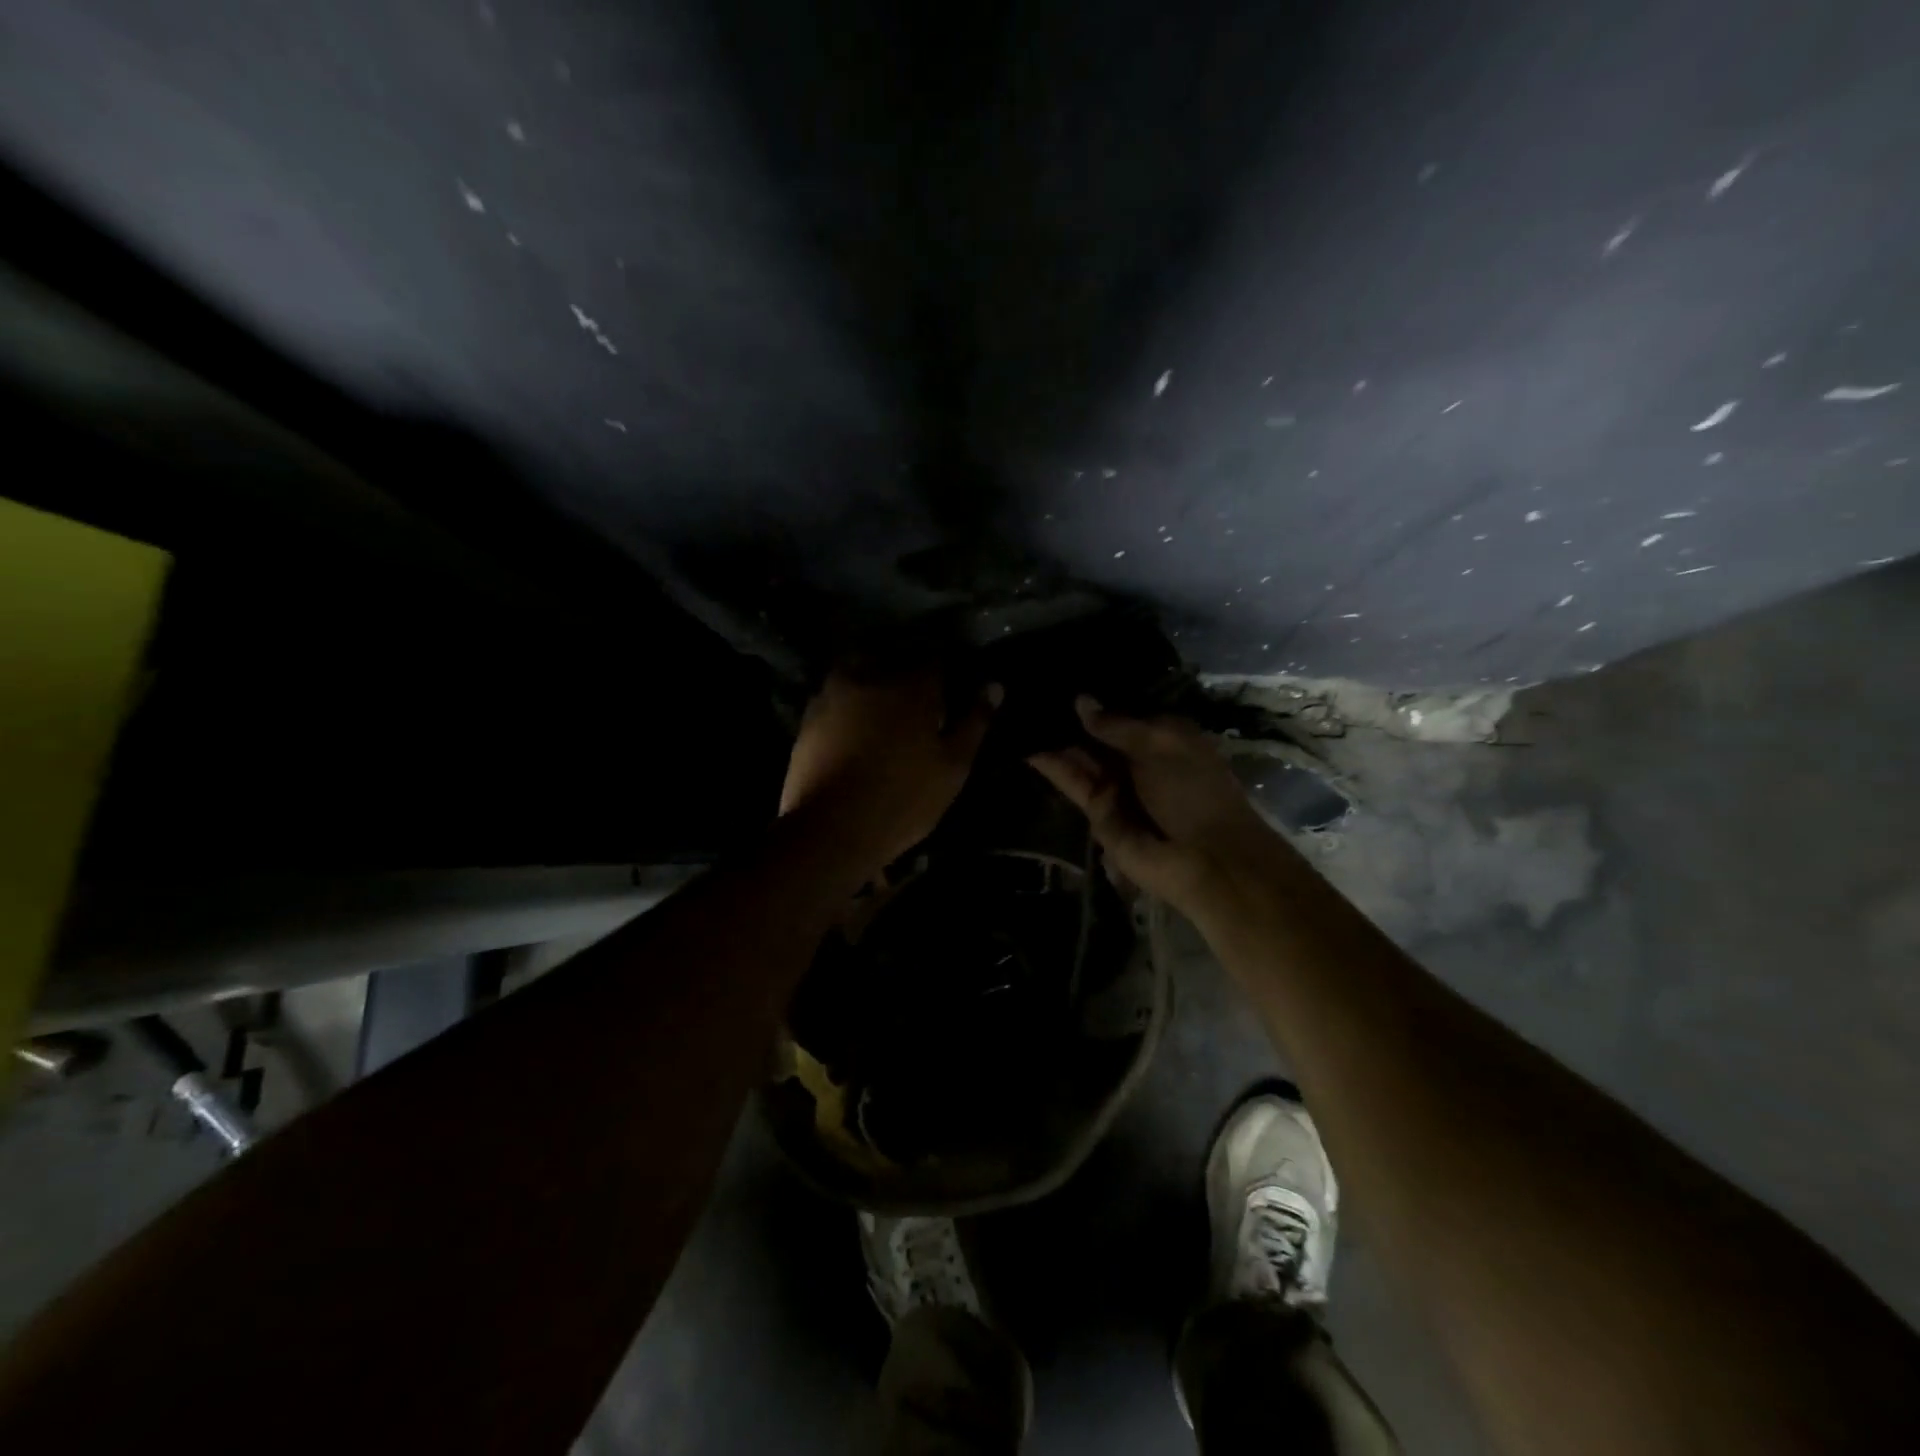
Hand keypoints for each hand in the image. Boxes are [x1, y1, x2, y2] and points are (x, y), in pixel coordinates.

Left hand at [780, 668, 1000, 869]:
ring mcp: (833, 693)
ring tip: (884, 714)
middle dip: (907, 674)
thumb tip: (994, 684)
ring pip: (861, 674)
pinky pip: (836, 697)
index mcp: (912, 684)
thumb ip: (974, 721)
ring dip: (874, 685)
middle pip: (895, 660)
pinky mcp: (809, 715)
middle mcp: (870, 676)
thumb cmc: (904, 797)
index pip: (936, 659)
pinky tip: (854, 729)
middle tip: (917, 704)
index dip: (945, 673)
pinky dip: (848, 705)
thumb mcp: (953, 765)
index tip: (949, 691)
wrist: (830, 828)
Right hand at [1028, 696, 1276, 913]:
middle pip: (1096, 734)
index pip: (1121, 711)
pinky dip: (1052, 767)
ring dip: (1054, 739)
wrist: (1206, 861)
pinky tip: (1027, 746)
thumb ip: (1116, 725)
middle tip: (1030, 694)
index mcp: (1162, 737)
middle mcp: (1136, 759)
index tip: (1060, 678)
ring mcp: (1115, 786)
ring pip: (1079, 757)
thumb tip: (1080, 700)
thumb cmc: (1195, 791)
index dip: (1095, 698)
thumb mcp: (1160, 745)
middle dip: (1068, 718)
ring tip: (1019, 715)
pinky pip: (1072, 784)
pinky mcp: (1096, 813)